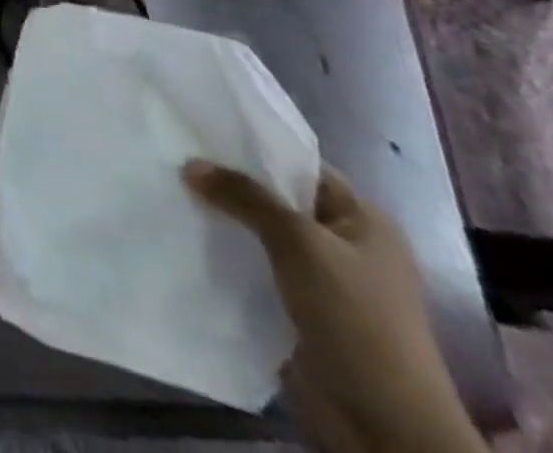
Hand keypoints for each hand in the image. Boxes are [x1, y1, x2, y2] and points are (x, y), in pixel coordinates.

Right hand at [183, 161, 484, 452]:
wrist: (383, 427)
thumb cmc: (356, 319)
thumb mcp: (299, 243)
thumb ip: (245, 196)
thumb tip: (190, 164)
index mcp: (363, 220)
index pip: (299, 164)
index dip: (252, 146)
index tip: (199, 129)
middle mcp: (345, 245)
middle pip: (275, 199)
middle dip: (228, 184)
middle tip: (174, 158)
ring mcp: (323, 283)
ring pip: (260, 237)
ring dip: (223, 223)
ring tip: (170, 193)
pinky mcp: (298, 312)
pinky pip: (254, 271)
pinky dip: (225, 258)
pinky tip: (185, 239)